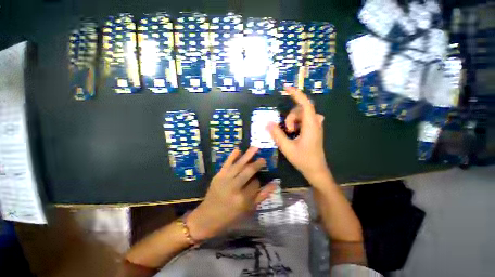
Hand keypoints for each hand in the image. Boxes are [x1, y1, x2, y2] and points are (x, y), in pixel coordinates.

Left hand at [187, 147, 276, 240]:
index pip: (255, 183)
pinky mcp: (218, 175)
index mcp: (242, 199)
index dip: (258, 180)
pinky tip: (238, 149)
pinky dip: (232, 156)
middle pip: (248, 171)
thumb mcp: (248, 209)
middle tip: (263, 159)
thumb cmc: (230, 216)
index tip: (258, 180)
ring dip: (248, 155)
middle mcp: (234, 187)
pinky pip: (226, 163)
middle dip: (257, 164)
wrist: (207, 217)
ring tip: (255, 148)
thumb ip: (262, 196)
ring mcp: (225, 179)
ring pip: (239, 165)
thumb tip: (275, 184)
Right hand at [267, 87, 329, 182]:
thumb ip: (277, 134)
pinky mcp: (314, 129)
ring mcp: (316, 126)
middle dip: (290, 117)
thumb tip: (268, 123)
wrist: (316, 170)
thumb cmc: (303, 159)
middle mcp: (315, 122)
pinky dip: (297, 123)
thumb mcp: (287, 147)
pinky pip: (304, 119)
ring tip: (291, 134)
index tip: (286, 88)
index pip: (305, 104)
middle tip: (287, 131)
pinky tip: (295, 132)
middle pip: (301, 109)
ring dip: (293, 121)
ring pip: (301, 114)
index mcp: (310, 125)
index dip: (296, 94)